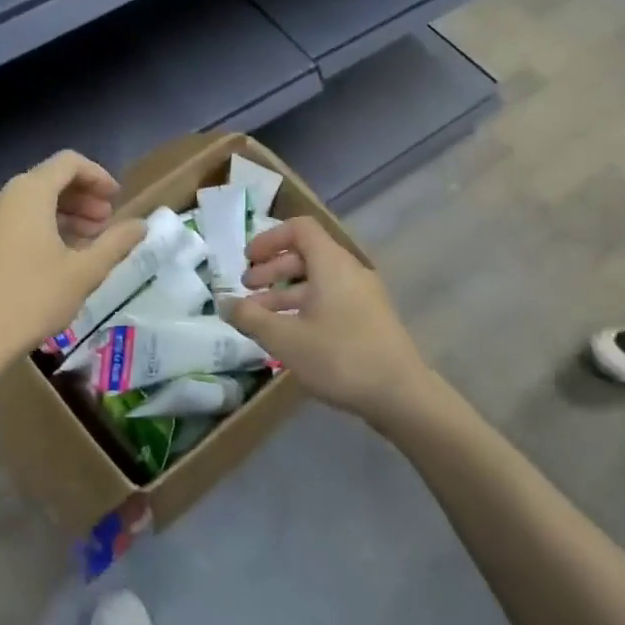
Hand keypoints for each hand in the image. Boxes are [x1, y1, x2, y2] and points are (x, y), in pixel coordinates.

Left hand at [0, 151, 147, 375]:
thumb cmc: (33, 299)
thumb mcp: (84, 271)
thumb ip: (117, 242)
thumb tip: (142, 225)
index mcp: (28, 193)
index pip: (69, 163)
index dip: (98, 176)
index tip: (117, 199)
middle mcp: (3, 196)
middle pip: (50, 179)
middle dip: (83, 197)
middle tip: (107, 223)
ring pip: (32, 201)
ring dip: (65, 213)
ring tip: (89, 241)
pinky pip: (16, 219)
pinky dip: (43, 225)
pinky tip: (60, 255)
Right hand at [222, 217, 433, 421]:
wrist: (400, 395)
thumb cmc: (339, 357)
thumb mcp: (285, 338)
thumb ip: (250, 317)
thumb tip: (224, 303)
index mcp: (331, 264)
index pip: (299, 228)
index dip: (269, 239)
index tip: (247, 261)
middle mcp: (349, 271)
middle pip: (306, 255)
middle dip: (272, 269)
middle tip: (246, 289)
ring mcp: (363, 296)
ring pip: (317, 281)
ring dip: (285, 293)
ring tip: (259, 317)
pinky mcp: (369, 319)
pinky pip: (330, 300)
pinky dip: (304, 307)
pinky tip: (288, 335)